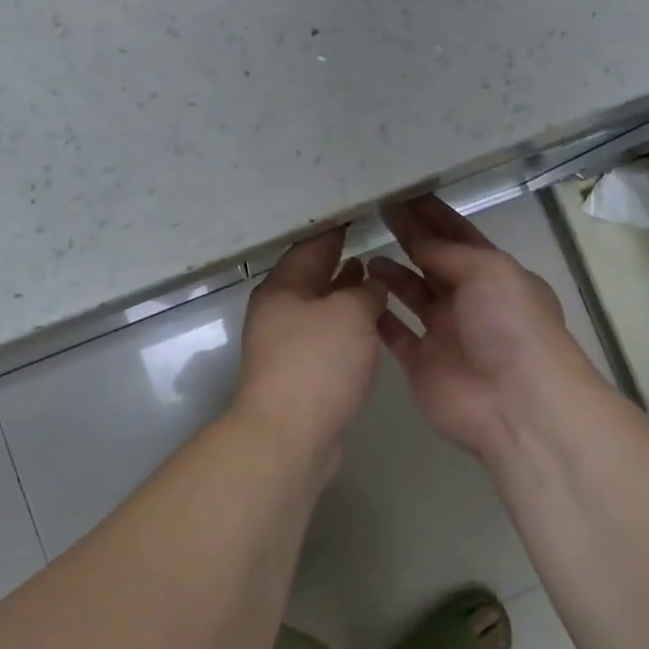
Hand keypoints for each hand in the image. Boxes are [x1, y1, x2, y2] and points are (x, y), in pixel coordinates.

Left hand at [234, 228, 385, 459]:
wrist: (289, 434)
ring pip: (318, 305)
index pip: (310, 246)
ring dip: (343, 291)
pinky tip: (366, 323)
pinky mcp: (297, 371)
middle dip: (338, 260)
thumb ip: (365, 291)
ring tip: (371, 275)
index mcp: (282, 287)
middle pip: (310, 275)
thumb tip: (370, 283)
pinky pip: (324, 334)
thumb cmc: (318, 362)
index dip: (335, 230)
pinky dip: (343, 322)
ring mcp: (284, 343)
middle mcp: (277, 310)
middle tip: (369, 239)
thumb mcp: (350, 314)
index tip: (358, 214)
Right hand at [369, 197, 595, 463]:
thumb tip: (416, 235)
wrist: (517, 404)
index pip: (458, 236)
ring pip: (412, 296)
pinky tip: (358, 296)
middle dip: (408, 237)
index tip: (400, 193)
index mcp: (494, 275)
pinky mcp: (422, 364)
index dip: (431, 215)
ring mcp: (445, 334)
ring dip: (392, 275)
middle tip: (374, 214)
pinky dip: (379, 317)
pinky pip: (395, 334)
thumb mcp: (488, 271)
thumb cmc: (510, 326)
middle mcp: (469, 301)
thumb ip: (447, 252)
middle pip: (432, 262)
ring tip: (363, 256)